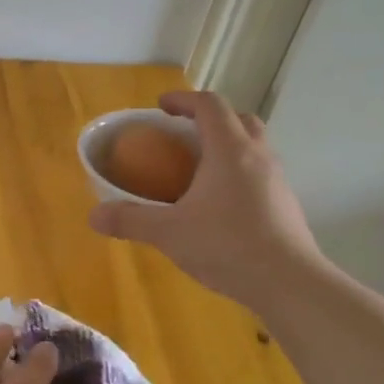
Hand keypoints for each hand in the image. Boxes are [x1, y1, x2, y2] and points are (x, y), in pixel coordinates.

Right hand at [89, 91, 324, 310]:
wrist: (289, 282)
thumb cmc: (227, 246)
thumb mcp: (168, 233)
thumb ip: (130, 219)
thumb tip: (94, 215)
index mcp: (229, 150)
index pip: (210, 105)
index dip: (183, 100)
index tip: (161, 107)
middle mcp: (258, 155)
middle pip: (239, 118)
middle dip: (210, 118)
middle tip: (184, 134)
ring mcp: (277, 179)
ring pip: (254, 145)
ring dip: (227, 145)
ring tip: (199, 168)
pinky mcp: (286, 203)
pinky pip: (260, 172)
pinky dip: (238, 172)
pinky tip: (219, 202)